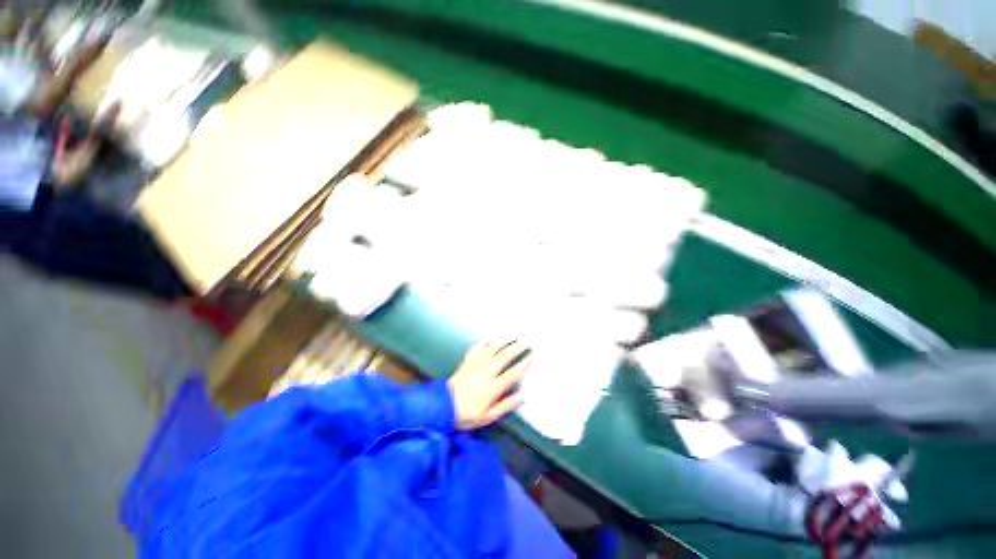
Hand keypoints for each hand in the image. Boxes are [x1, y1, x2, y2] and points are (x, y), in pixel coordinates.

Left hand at [448, 340, 530, 430]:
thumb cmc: (467, 414)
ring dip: (503, 341)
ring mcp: (476, 365)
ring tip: (512, 335)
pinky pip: (477, 348)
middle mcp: (486, 373)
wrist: (442, 407)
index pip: (512, 373)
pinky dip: (485, 341)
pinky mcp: (467, 362)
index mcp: (492, 387)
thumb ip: (506, 405)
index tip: (532, 357)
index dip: (524, 364)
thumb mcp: (488, 417)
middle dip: (516, 348)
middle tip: (526, 342)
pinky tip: (491, 338)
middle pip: (504, 356)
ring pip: (492, 349)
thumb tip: (523, 397)